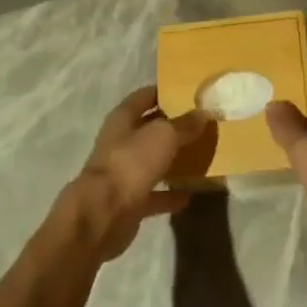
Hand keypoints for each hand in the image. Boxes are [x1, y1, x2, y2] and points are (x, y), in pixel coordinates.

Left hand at [67, 87, 213, 259]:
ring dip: (171, 160)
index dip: (164, 92)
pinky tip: (189, 194)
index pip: (144, 96)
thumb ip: (184, 124)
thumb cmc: (131, 162)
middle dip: (172, 126)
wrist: (103, 214)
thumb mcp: (164, 136)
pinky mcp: (128, 201)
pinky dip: (169, 194)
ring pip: (151, 161)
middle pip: (148, 129)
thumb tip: (203, 113)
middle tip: (201, 123)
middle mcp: (120, 142)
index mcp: (123, 118)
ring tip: (199, 156)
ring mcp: (123, 172)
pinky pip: (154, 194)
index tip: (189, 92)